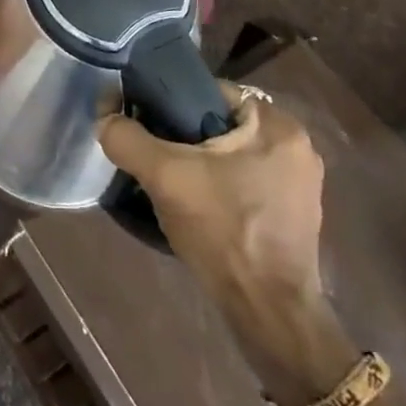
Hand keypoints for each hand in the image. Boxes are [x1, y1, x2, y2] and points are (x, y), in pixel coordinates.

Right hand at [100, 85, 324, 302]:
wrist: (269, 313)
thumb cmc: (224, 231)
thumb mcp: (165, 177)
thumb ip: (128, 138)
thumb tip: (104, 117)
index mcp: (278, 124)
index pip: (212, 92)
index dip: (173, 103)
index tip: (147, 125)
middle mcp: (297, 146)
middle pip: (222, 124)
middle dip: (185, 137)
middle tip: (155, 157)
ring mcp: (300, 183)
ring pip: (232, 154)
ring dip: (202, 163)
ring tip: (171, 183)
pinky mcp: (294, 214)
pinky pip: (246, 181)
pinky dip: (221, 186)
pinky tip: (199, 208)